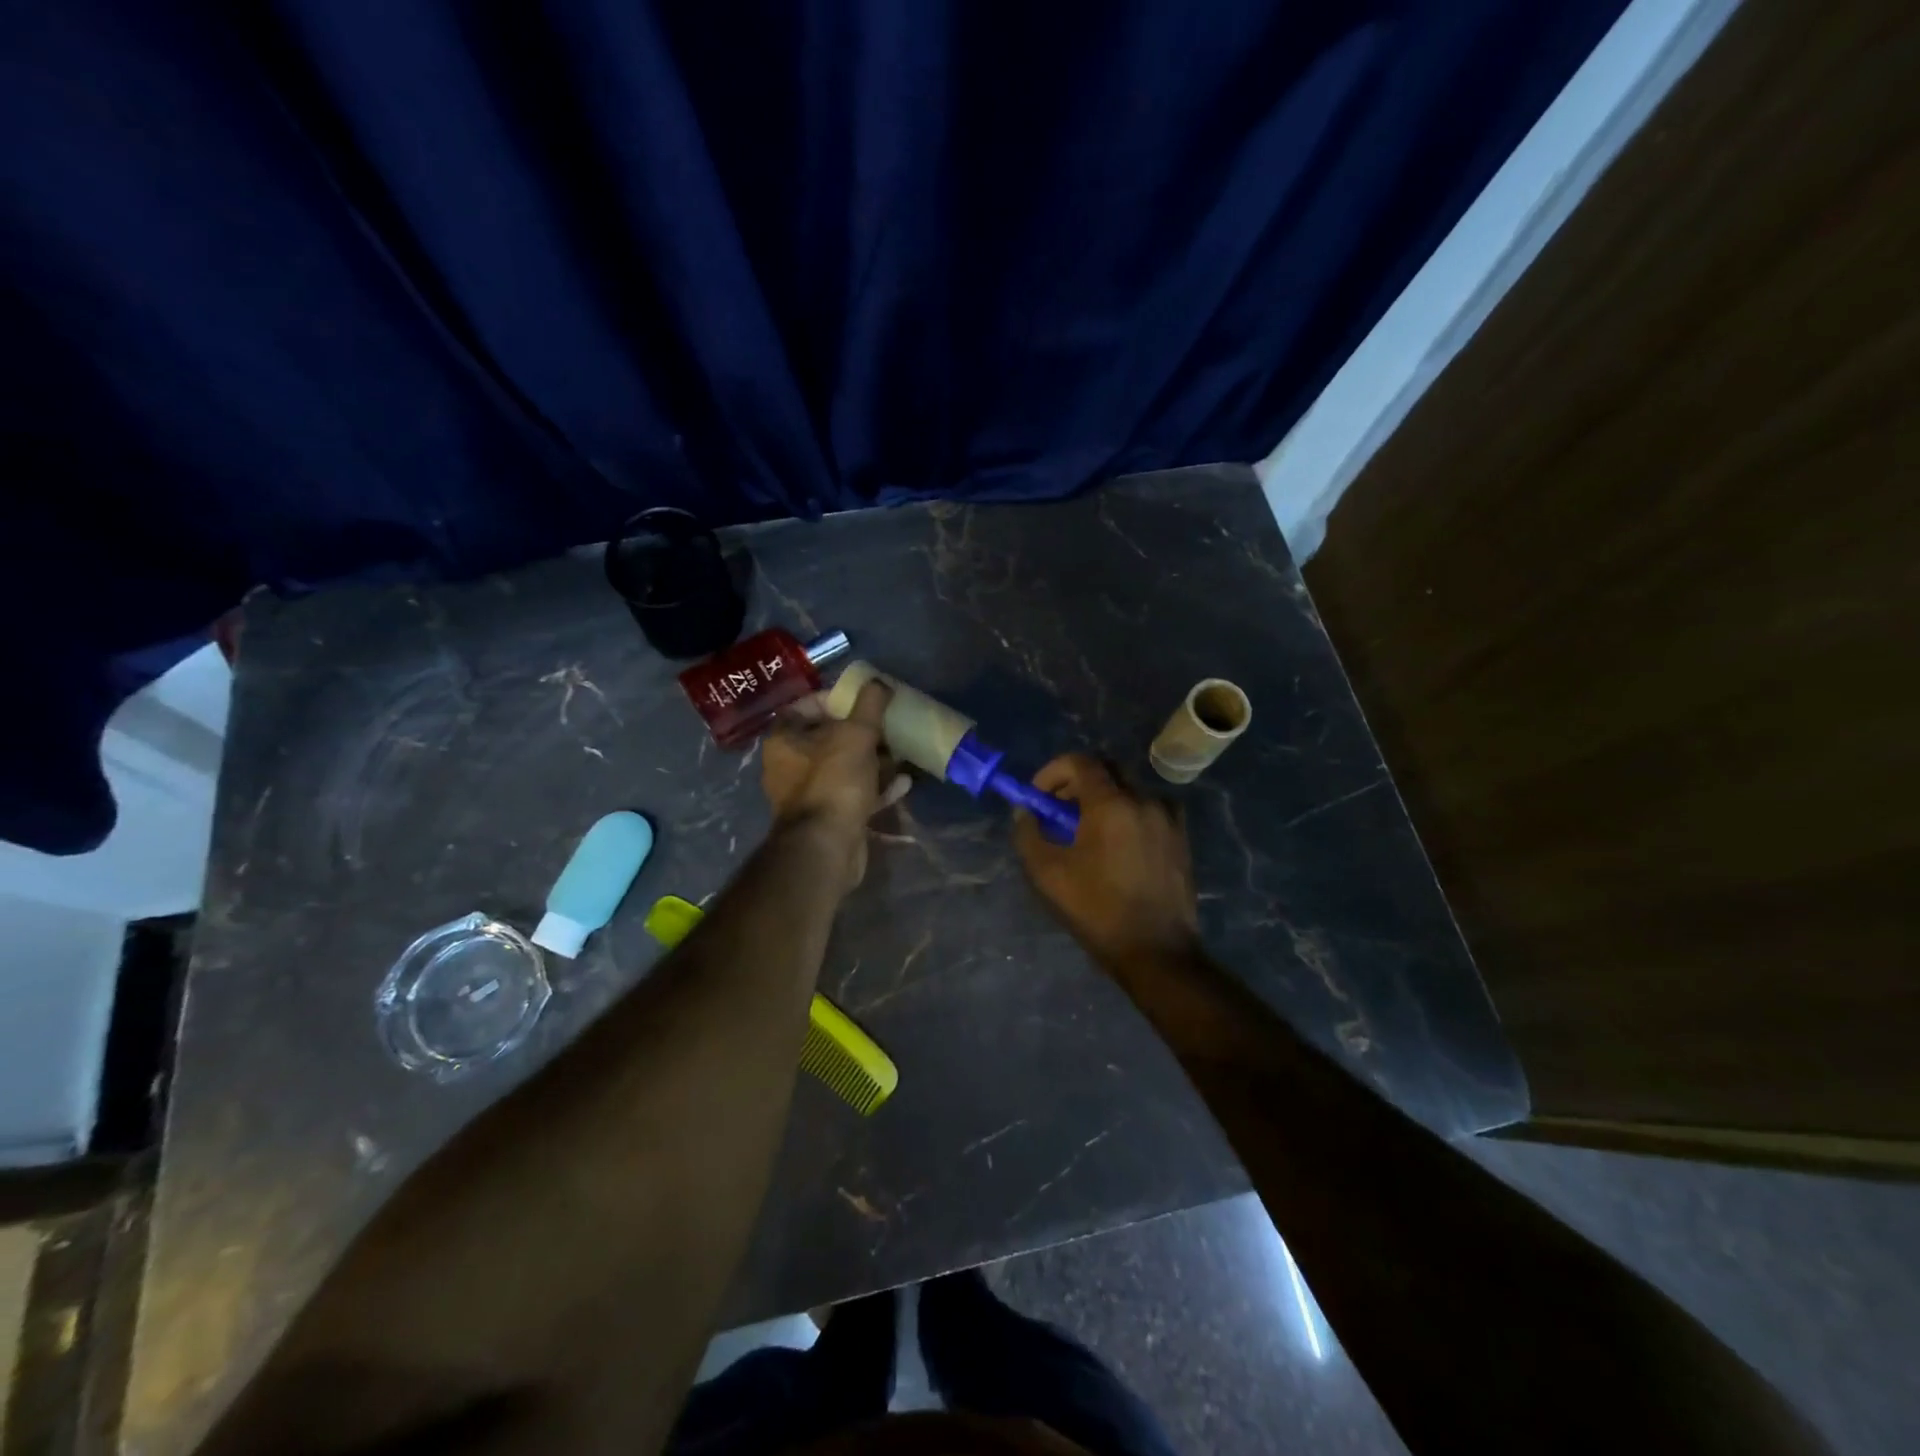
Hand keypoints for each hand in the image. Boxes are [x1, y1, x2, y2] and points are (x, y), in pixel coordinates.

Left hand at [761, 682, 908, 887]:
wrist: (827, 846)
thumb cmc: (835, 781)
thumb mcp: (856, 734)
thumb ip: (870, 704)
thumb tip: (879, 682)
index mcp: (784, 740)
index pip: (805, 706)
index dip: (835, 698)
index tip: (864, 699)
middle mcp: (789, 765)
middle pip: (828, 738)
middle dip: (862, 731)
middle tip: (889, 726)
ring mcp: (808, 794)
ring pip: (844, 767)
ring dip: (873, 760)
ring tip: (901, 753)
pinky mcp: (828, 816)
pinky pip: (853, 793)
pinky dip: (876, 787)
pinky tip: (903, 783)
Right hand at [1013, 753, 1198, 967]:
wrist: (1155, 950)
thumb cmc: (1096, 910)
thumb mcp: (1046, 873)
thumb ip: (1028, 833)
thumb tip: (1025, 811)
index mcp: (1111, 804)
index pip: (1080, 762)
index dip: (1052, 772)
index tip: (1039, 796)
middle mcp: (1144, 800)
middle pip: (1107, 770)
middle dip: (1077, 782)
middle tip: (1060, 810)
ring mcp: (1168, 818)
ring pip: (1130, 790)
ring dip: (1105, 799)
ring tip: (1089, 832)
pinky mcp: (1182, 838)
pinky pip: (1151, 809)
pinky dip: (1130, 814)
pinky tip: (1120, 845)